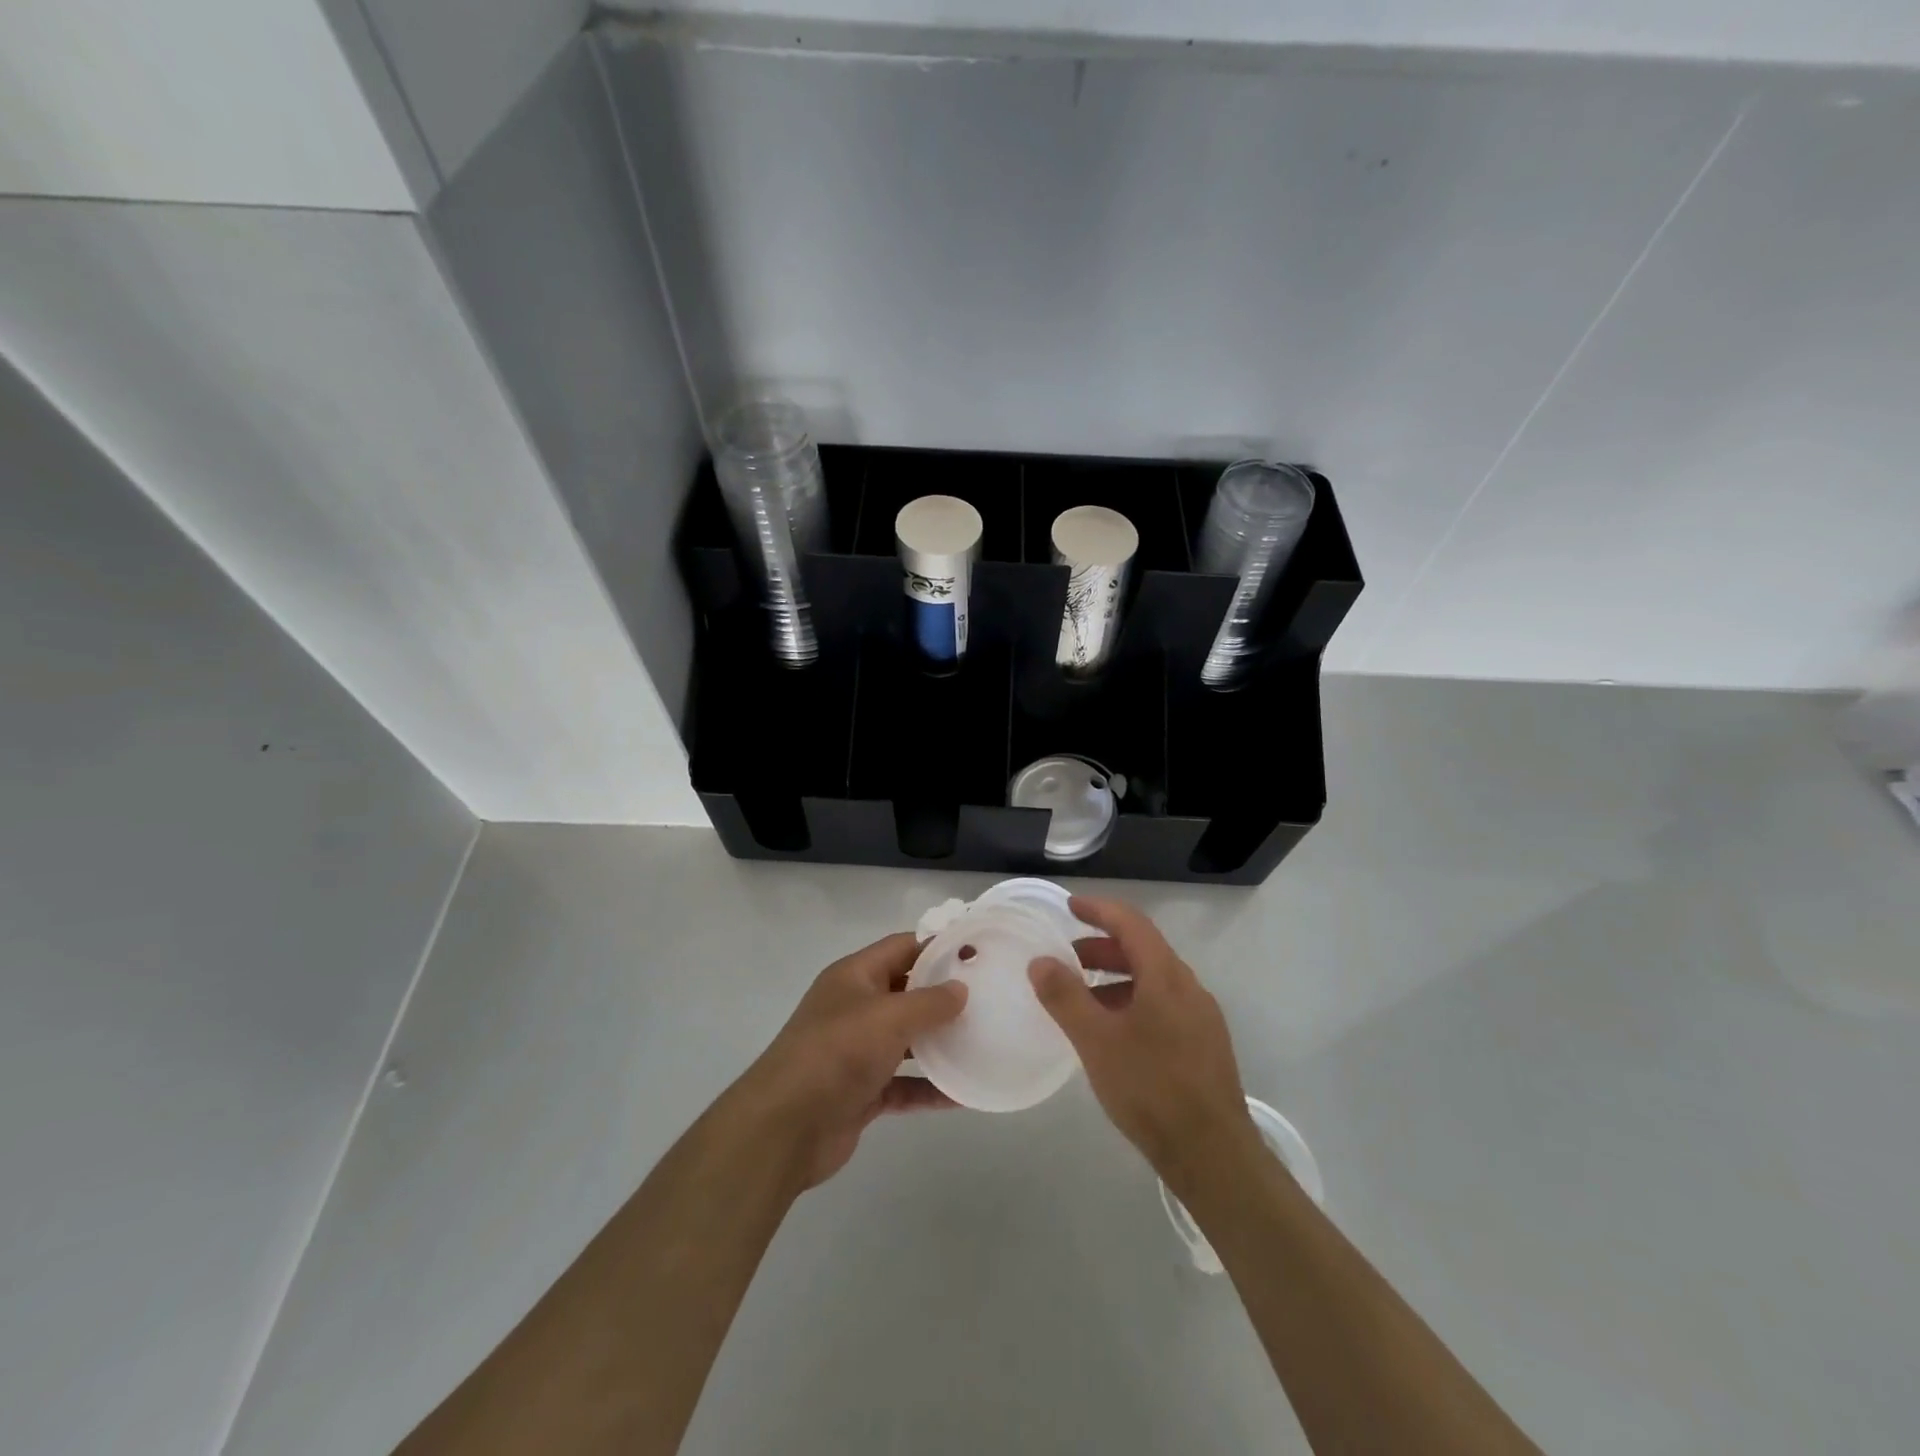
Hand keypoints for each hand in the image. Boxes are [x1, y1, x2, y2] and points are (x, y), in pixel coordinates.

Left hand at [731, 931, 966, 1189]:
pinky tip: (964, 1094)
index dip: (938, 946)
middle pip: (906, 992)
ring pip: (907, 1040)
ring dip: (940, 1042)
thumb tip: (961, 988)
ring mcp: (857, 1051)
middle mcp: (855, 1008)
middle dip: (944, 995)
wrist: (785, 1128)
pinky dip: (930, 1087)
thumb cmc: (837, 1053)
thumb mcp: (888, 1016)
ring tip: (983, 1041)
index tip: (978, 953)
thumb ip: (929, 1001)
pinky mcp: (862, 1091)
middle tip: (990, 998)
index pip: (902, 947)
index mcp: (854, 976)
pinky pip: (904, 1083)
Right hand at [1029, 896, 1257, 1186]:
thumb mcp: (1096, 1041)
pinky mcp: (1204, 1044)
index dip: (1099, 909)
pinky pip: (1163, 1004)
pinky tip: (1113, 1032)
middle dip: (1101, 947)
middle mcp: (1188, 987)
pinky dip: (1132, 1001)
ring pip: (1153, 980)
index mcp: (1166, 976)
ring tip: (1082, 999)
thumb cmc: (1150, 1088)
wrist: (1213, 1155)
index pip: (1131, 923)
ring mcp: (1201, 1016)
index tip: (1068, 906)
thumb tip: (1041, 961)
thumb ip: (1065, 997)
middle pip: (1143, 950)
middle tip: (1066, 958)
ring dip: (1115, 977)